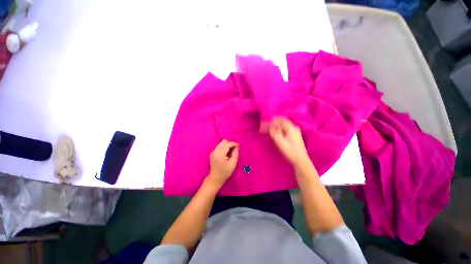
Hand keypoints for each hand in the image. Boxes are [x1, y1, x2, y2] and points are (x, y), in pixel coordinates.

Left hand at [207, 139, 238, 187]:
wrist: (215, 178)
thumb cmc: (225, 172)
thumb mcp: (232, 164)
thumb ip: (235, 154)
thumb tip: (237, 147)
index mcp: (219, 154)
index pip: (227, 144)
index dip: (233, 143)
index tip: (239, 146)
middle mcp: (215, 151)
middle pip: (223, 142)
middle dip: (230, 143)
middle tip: (235, 147)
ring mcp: (212, 152)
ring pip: (221, 144)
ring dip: (227, 145)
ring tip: (232, 150)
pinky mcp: (212, 153)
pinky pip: (219, 147)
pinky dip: (224, 147)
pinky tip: (227, 152)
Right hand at [268, 117, 309, 167]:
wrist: (301, 160)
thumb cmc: (290, 151)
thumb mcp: (280, 142)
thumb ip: (274, 132)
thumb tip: (270, 124)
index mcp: (291, 127)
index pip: (279, 120)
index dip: (271, 121)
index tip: (263, 123)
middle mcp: (293, 127)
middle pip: (281, 122)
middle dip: (272, 123)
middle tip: (264, 127)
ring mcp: (294, 131)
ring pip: (283, 126)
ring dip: (275, 126)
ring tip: (267, 130)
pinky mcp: (294, 136)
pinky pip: (285, 129)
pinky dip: (278, 130)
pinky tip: (274, 133)